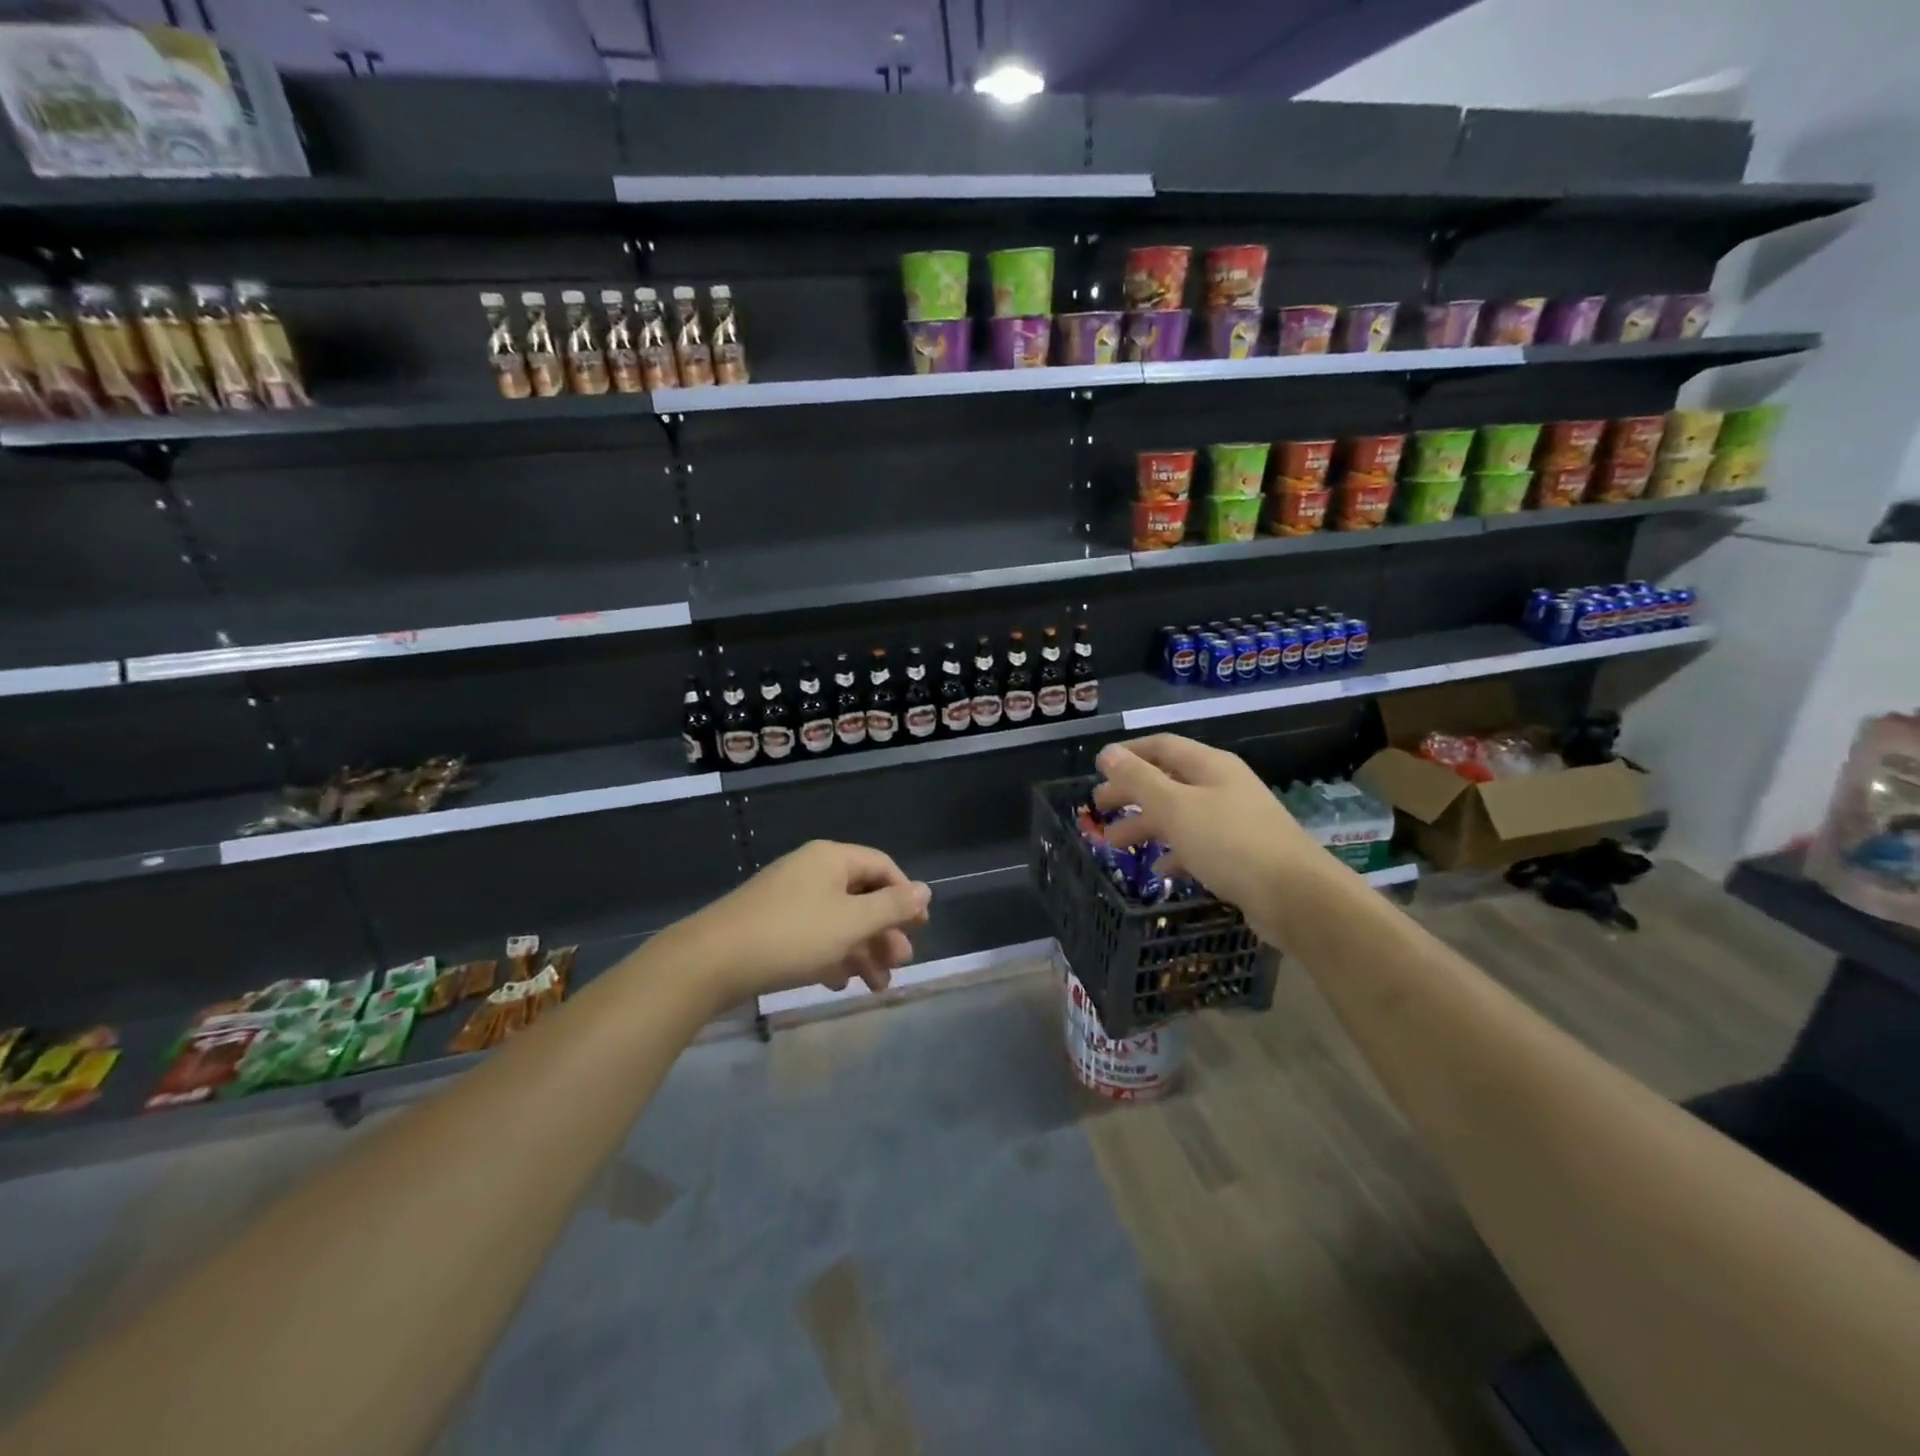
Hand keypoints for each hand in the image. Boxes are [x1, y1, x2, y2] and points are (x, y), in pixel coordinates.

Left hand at [678, 840, 931, 1006]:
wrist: (710, 962)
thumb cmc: (792, 935)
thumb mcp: (850, 922)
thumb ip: (892, 907)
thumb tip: (925, 890)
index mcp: (831, 859)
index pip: (882, 866)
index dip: (905, 896)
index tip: (920, 928)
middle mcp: (811, 871)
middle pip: (861, 896)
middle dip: (884, 932)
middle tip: (900, 964)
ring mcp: (788, 898)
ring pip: (838, 921)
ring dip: (862, 951)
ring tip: (876, 986)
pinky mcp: (771, 925)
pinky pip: (813, 935)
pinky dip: (832, 956)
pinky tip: (839, 983)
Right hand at [1092, 735, 1329, 941]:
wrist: (1295, 896)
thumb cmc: (1229, 842)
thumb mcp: (1175, 807)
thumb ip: (1139, 780)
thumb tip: (1108, 753)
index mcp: (1210, 766)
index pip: (1161, 747)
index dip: (1128, 755)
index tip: (1098, 770)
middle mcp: (1223, 787)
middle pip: (1168, 781)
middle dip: (1131, 794)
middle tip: (1099, 810)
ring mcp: (1234, 821)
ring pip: (1180, 815)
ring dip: (1146, 826)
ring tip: (1115, 845)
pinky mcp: (1240, 854)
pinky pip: (1198, 845)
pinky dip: (1174, 852)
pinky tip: (1159, 869)